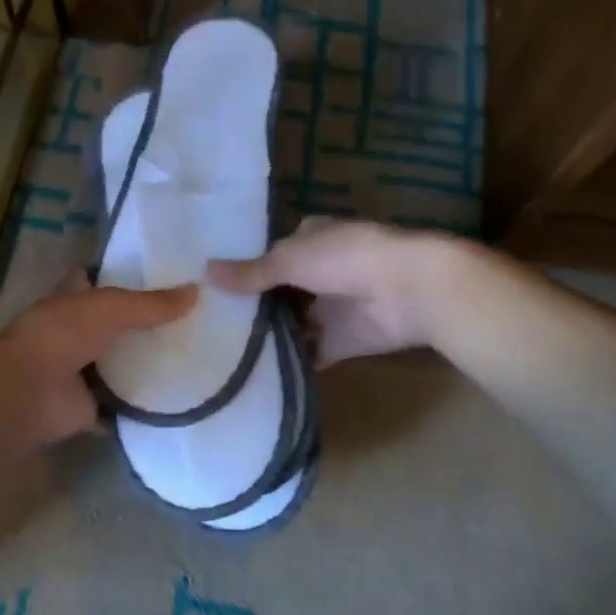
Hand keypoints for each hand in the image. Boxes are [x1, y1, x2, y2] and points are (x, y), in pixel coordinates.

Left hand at [0, 271, 196, 451]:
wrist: (29, 391)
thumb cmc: (62, 334)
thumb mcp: (112, 308)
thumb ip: (152, 303)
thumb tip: (196, 290)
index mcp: (69, 299)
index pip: (91, 279)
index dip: (115, 274)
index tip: (153, 274)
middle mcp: (72, 332)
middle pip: (109, 325)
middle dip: (138, 324)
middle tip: (186, 321)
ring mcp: (78, 371)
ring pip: (115, 365)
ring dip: (141, 366)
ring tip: (190, 358)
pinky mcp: (87, 406)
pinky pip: (120, 406)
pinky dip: (138, 407)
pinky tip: (173, 400)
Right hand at [207, 217, 447, 366]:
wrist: (409, 290)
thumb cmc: (346, 258)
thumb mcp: (290, 259)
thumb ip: (251, 272)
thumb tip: (206, 272)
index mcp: (308, 241)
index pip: (269, 255)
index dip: (243, 270)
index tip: (209, 288)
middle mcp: (317, 273)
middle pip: (277, 293)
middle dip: (251, 307)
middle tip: (206, 325)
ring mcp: (329, 309)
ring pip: (290, 324)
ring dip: (266, 336)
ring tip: (220, 353)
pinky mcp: (339, 342)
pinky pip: (307, 353)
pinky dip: (287, 362)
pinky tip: (253, 373)